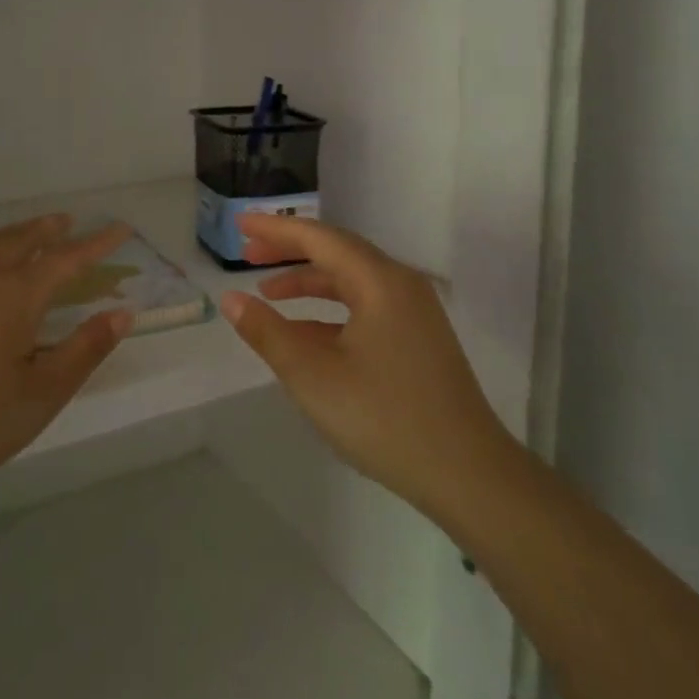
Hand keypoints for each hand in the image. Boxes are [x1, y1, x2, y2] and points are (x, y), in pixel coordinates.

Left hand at [0, 214, 133, 498]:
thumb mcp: (43, 393)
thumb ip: (85, 349)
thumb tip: (121, 313)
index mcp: (17, 296)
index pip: (67, 260)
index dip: (96, 244)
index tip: (120, 230)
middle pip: (22, 241)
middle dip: (49, 229)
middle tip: (68, 221)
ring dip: (15, 235)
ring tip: (29, 233)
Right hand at [220, 213, 509, 524]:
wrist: (468, 475)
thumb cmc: (384, 418)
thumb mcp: (313, 376)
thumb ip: (267, 333)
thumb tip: (230, 299)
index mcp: (379, 281)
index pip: (318, 237)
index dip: (274, 229)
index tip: (239, 222)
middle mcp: (400, 284)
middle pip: (336, 252)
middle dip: (289, 250)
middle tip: (247, 251)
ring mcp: (413, 312)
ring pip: (351, 280)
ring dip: (308, 281)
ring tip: (267, 293)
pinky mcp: (418, 339)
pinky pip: (366, 307)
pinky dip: (330, 310)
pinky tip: (304, 332)